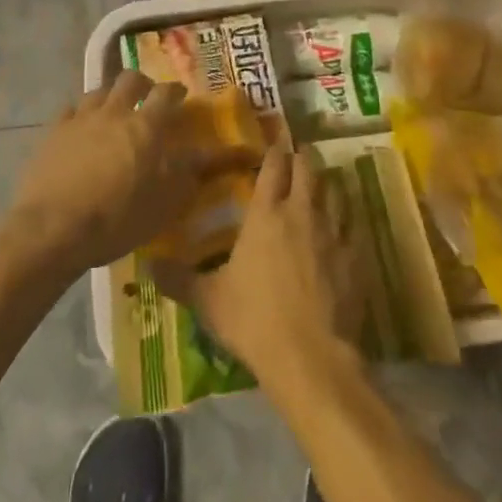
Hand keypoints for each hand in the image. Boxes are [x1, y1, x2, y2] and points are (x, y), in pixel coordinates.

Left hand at [10, 71, 244, 274]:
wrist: (53, 229)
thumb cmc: (118, 218)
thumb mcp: (165, 202)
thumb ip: (188, 172)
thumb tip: (210, 152)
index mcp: (146, 126)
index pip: (166, 93)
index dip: (175, 90)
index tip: (181, 94)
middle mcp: (114, 112)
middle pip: (130, 79)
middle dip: (142, 83)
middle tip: (147, 96)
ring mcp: (80, 120)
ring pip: (98, 91)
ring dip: (111, 96)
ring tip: (113, 111)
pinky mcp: (53, 133)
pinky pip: (70, 110)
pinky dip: (80, 114)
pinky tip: (80, 127)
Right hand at [152, 133, 365, 393]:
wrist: (310, 356)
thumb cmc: (254, 321)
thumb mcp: (208, 301)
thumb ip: (178, 279)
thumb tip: (146, 265)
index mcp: (266, 214)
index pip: (273, 166)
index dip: (274, 152)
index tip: (273, 145)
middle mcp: (302, 212)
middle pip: (307, 167)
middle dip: (301, 158)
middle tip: (295, 158)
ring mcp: (333, 231)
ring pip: (334, 190)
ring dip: (326, 183)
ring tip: (319, 185)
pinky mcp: (355, 255)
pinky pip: (352, 224)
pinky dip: (346, 218)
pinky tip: (341, 226)